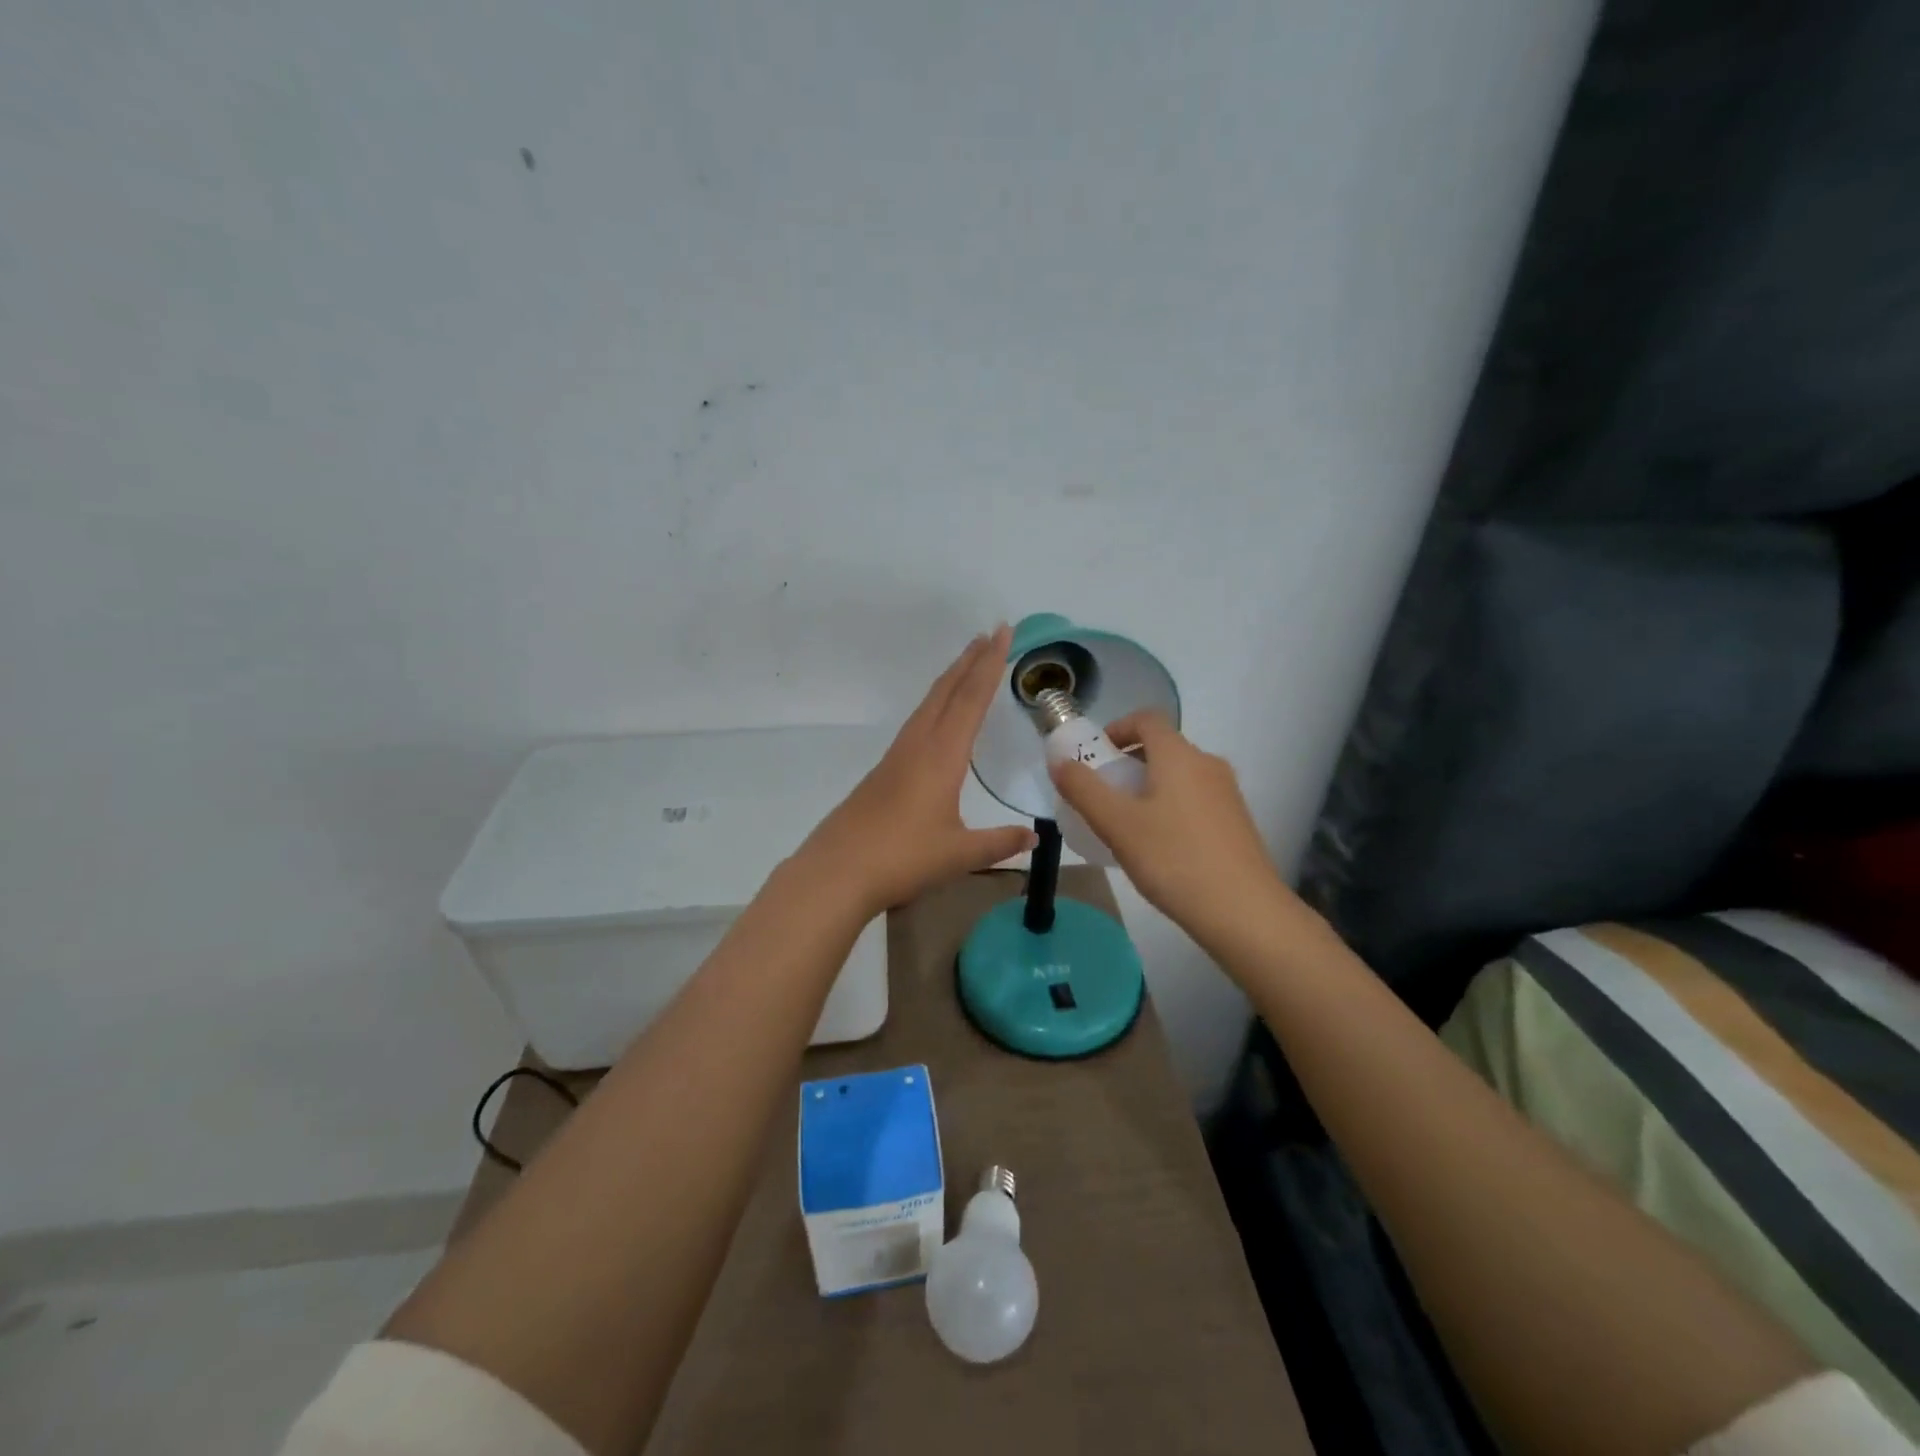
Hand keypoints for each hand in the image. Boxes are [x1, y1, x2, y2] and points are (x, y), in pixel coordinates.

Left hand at [797, 625, 1037, 917]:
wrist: (836, 872)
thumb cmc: (903, 858)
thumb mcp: (959, 853)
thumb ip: (999, 842)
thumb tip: (1034, 838)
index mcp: (941, 756)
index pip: (970, 700)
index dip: (989, 665)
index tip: (1002, 632)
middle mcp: (917, 746)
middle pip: (946, 692)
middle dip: (970, 661)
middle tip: (990, 634)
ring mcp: (896, 757)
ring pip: (928, 705)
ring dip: (951, 680)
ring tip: (967, 664)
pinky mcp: (883, 772)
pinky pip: (917, 724)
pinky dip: (935, 706)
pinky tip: (937, 720)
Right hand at [1050, 712, 1292, 953]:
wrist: (1244, 911)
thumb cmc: (1174, 859)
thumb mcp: (1116, 824)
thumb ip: (1083, 789)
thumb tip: (1059, 761)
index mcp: (1179, 755)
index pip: (1146, 719)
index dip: (1117, 728)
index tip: (1095, 756)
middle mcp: (1208, 764)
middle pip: (1163, 747)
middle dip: (1128, 763)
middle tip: (1103, 795)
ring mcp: (1227, 793)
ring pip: (1180, 775)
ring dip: (1149, 787)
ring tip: (1127, 824)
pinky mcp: (1237, 822)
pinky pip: (1195, 799)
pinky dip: (1171, 806)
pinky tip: (1160, 846)